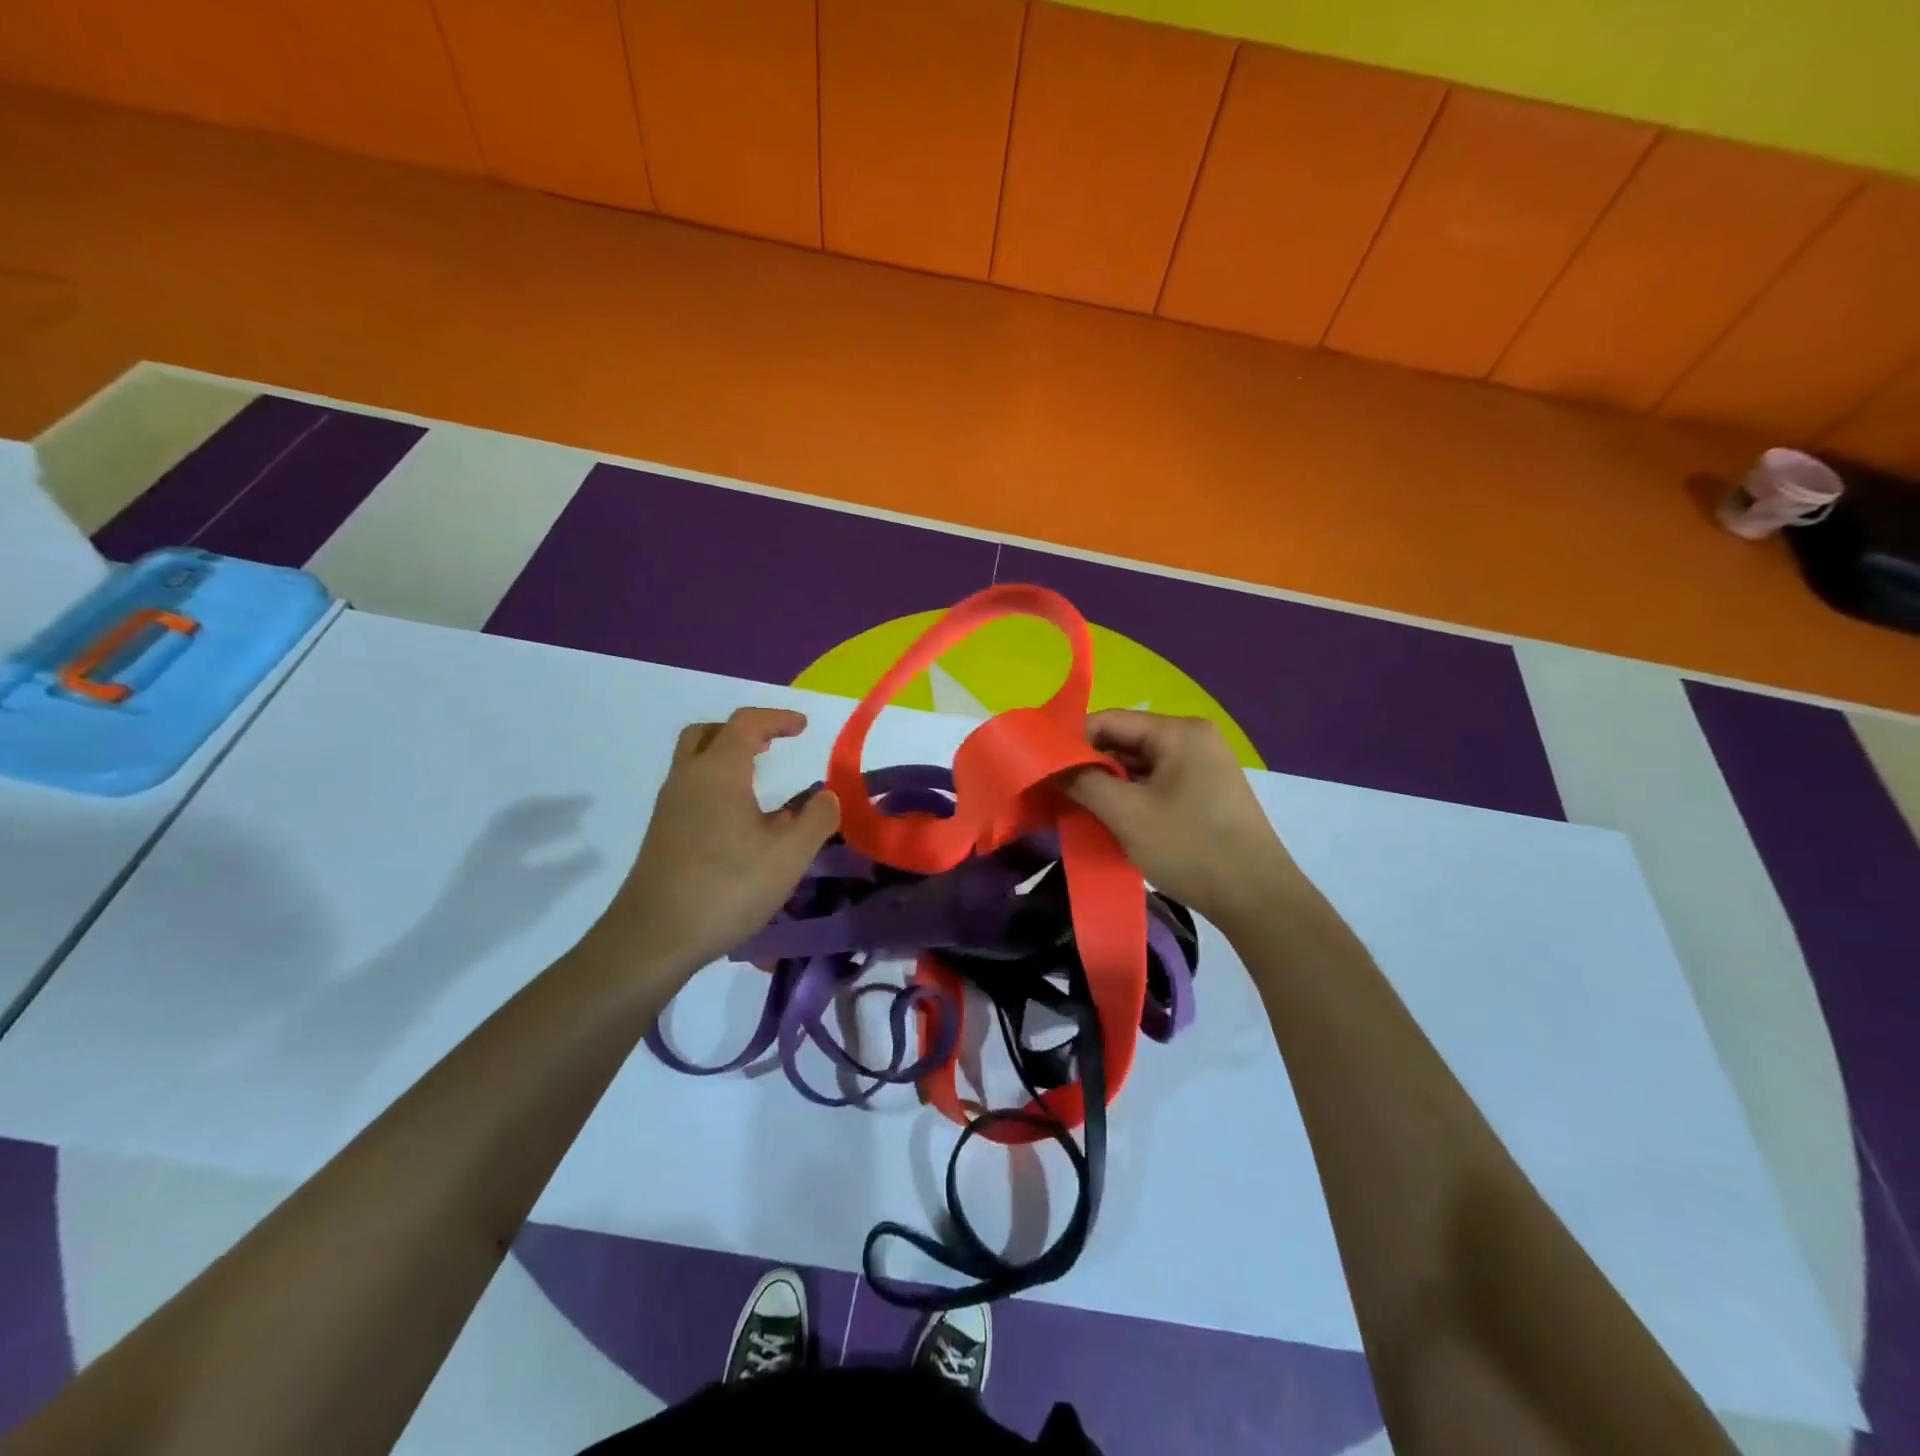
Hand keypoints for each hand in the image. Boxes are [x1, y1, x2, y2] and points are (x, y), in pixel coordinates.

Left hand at [602, 708, 839, 974]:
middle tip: (771, 745)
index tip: (803, 727)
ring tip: (761, 784)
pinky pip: (692, 791)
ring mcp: (669, 807)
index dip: (778, 719)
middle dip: (743, 732)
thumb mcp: (789, 856)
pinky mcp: (662, 834)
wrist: (654, 938)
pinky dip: (717, 787)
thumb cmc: (727, 888)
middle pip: (709, 734)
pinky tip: (741, 823)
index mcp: (719, 772)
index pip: (747, 724)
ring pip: (695, 762)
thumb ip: (816, 819)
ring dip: (727, 760)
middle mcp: (688, 779)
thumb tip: (826, 796)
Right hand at [1065, 710, 1300, 928]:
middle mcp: (1193, 739)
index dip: (1071, 742)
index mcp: (1179, 732)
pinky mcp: (1204, 794)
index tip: (1040, 768)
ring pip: (1137, 766)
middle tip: (1052, 793)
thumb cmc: (1190, 848)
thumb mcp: (1127, 814)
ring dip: (1107, 786)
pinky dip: (1129, 799)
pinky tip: (1108, 821)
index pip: (1109, 721)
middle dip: (1088, 767)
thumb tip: (1049, 766)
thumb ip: (1083, 782)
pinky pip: (1154, 785)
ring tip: (1074, 810)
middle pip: (1123, 742)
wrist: (1258, 900)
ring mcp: (1202, 767)